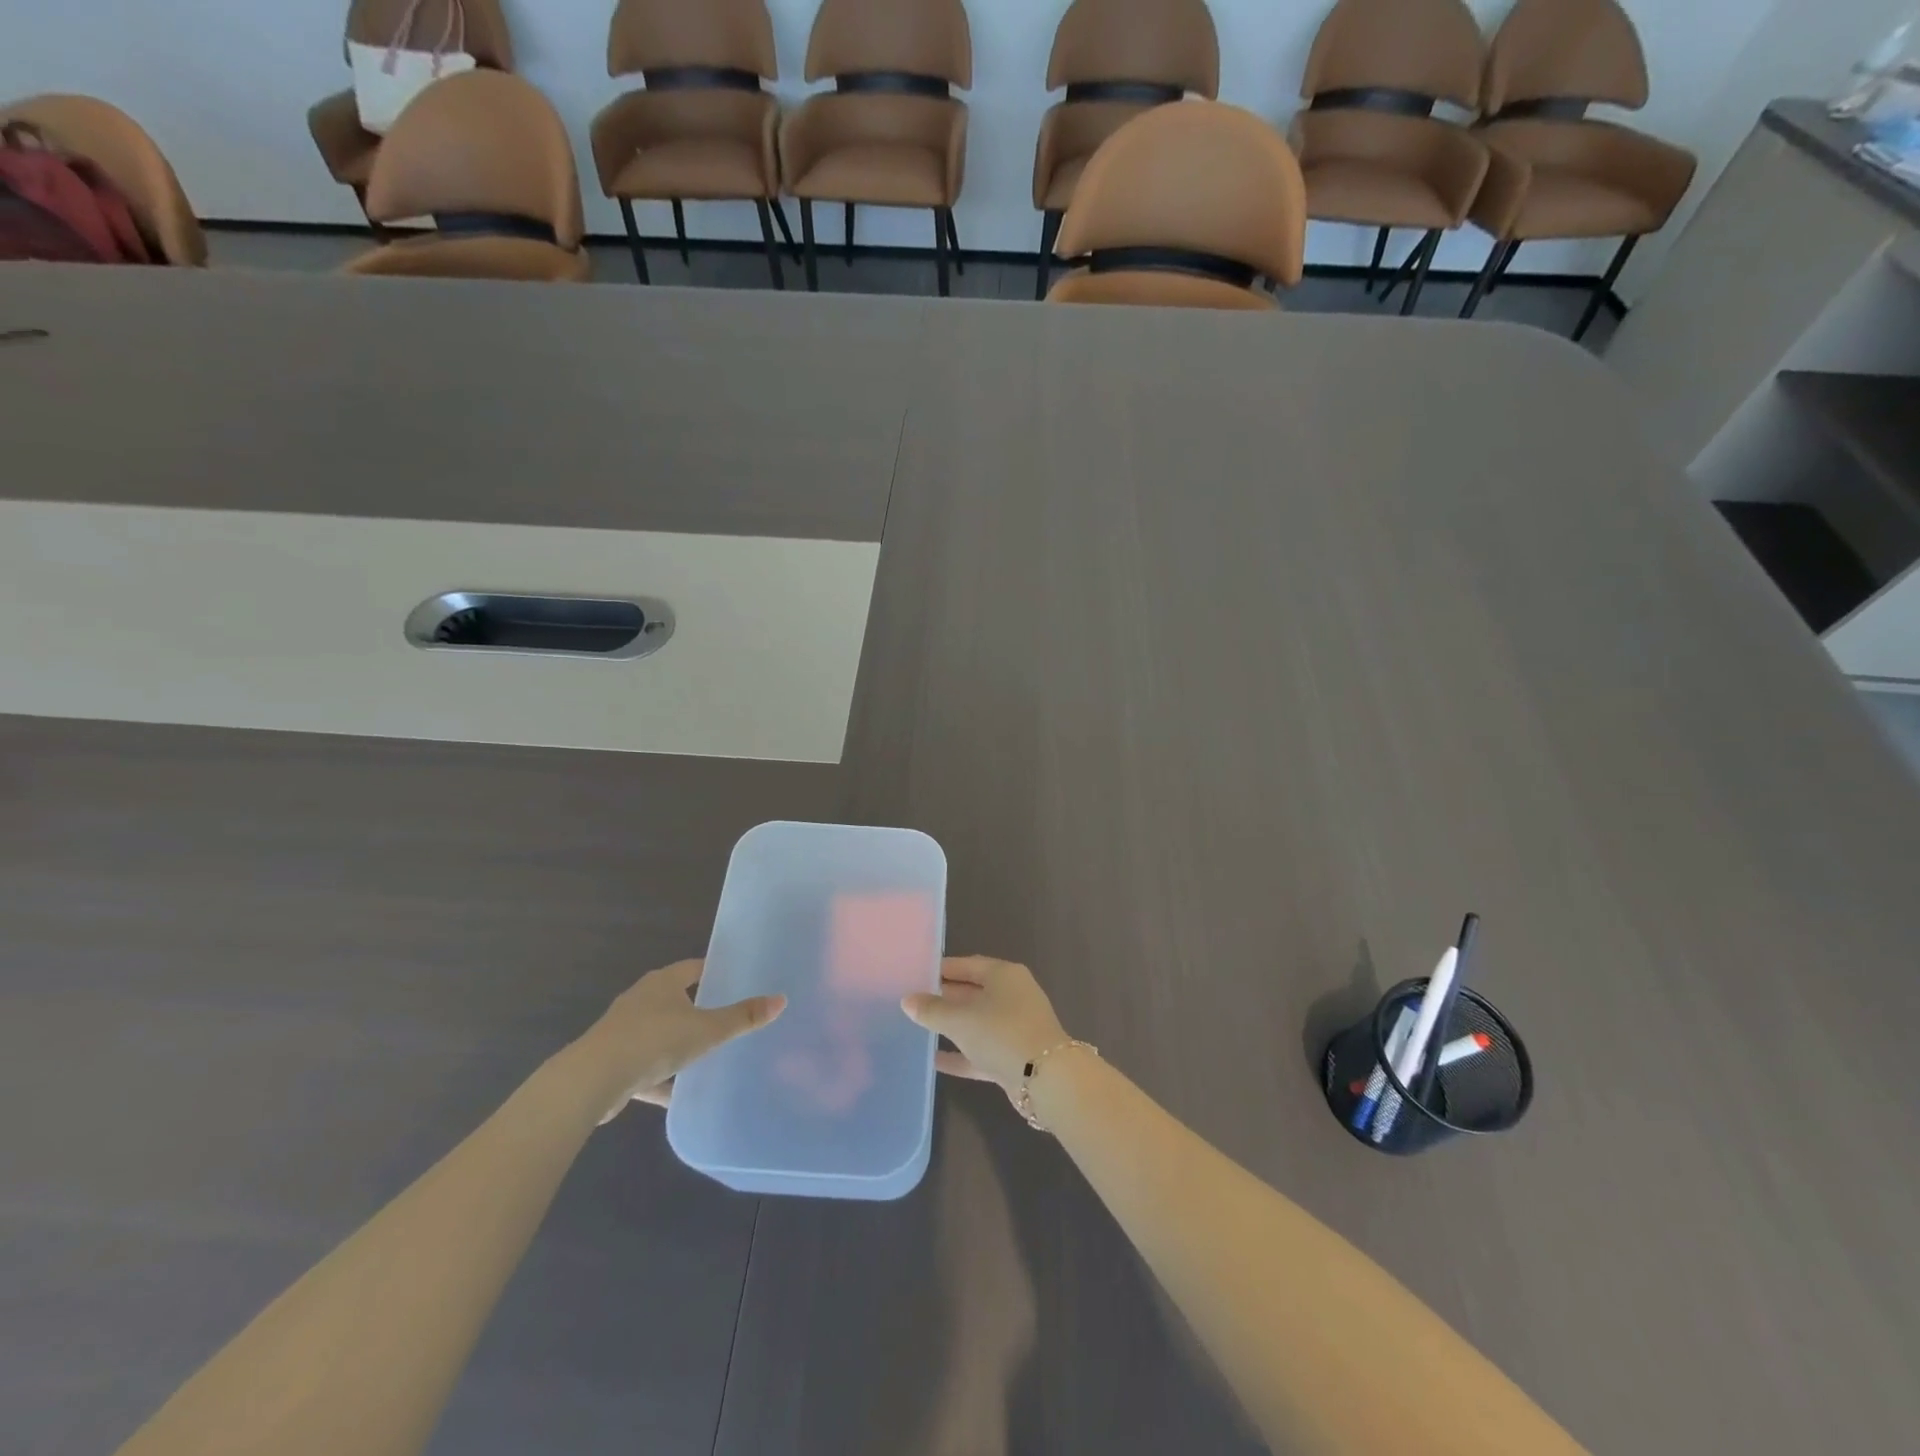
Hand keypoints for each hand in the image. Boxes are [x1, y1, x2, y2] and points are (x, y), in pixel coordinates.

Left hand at [574, 959, 784, 1122]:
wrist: (591, 1081)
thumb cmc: (653, 1041)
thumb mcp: (707, 1030)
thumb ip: (742, 1018)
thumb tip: (781, 1000)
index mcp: (663, 983)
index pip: (694, 968)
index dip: (714, 973)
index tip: (735, 981)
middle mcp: (641, 999)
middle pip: (676, 999)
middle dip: (698, 1008)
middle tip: (727, 1018)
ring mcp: (623, 1030)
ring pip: (659, 1033)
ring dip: (677, 1044)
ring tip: (706, 1056)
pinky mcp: (612, 1062)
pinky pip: (644, 1066)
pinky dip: (660, 1078)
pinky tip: (678, 1095)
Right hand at [901, 956, 1069, 1102]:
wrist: (1045, 1079)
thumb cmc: (1001, 1033)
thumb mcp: (960, 1019)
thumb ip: (932, 1010)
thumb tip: (907, 1000)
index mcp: (1004, 975)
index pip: (968, 965)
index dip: (942, 969)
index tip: (917, 975)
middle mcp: (1013, 995)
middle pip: (973, 992)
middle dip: (946, 998)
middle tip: (915, 1002)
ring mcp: (1016, 1026)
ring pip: (978, 1022)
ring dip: (954, 1026)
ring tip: (921, 1028)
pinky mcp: (1015, 1055)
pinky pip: (982, 1049)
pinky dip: (962, 1054)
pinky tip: (936, 1061)